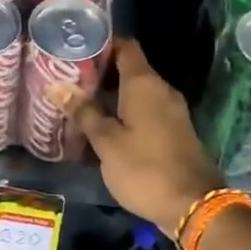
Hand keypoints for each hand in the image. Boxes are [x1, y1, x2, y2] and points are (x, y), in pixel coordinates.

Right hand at [63, 39, 223, 238]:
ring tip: (80, 105)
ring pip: (137, 93)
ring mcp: (172, 112)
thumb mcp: (106, 143)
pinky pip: (147, 112)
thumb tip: (57, 86)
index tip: (77, 49)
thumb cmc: (144, 169)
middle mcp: (162, 90)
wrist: (193, 205)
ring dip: (112, 96)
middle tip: (68, 81)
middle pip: (130, 69)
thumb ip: (84, 112)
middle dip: (101, 73)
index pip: (125, 47)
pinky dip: (126, 114)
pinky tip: (104, 128)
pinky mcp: (176, 132)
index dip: (103, 43)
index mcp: (145, 84)